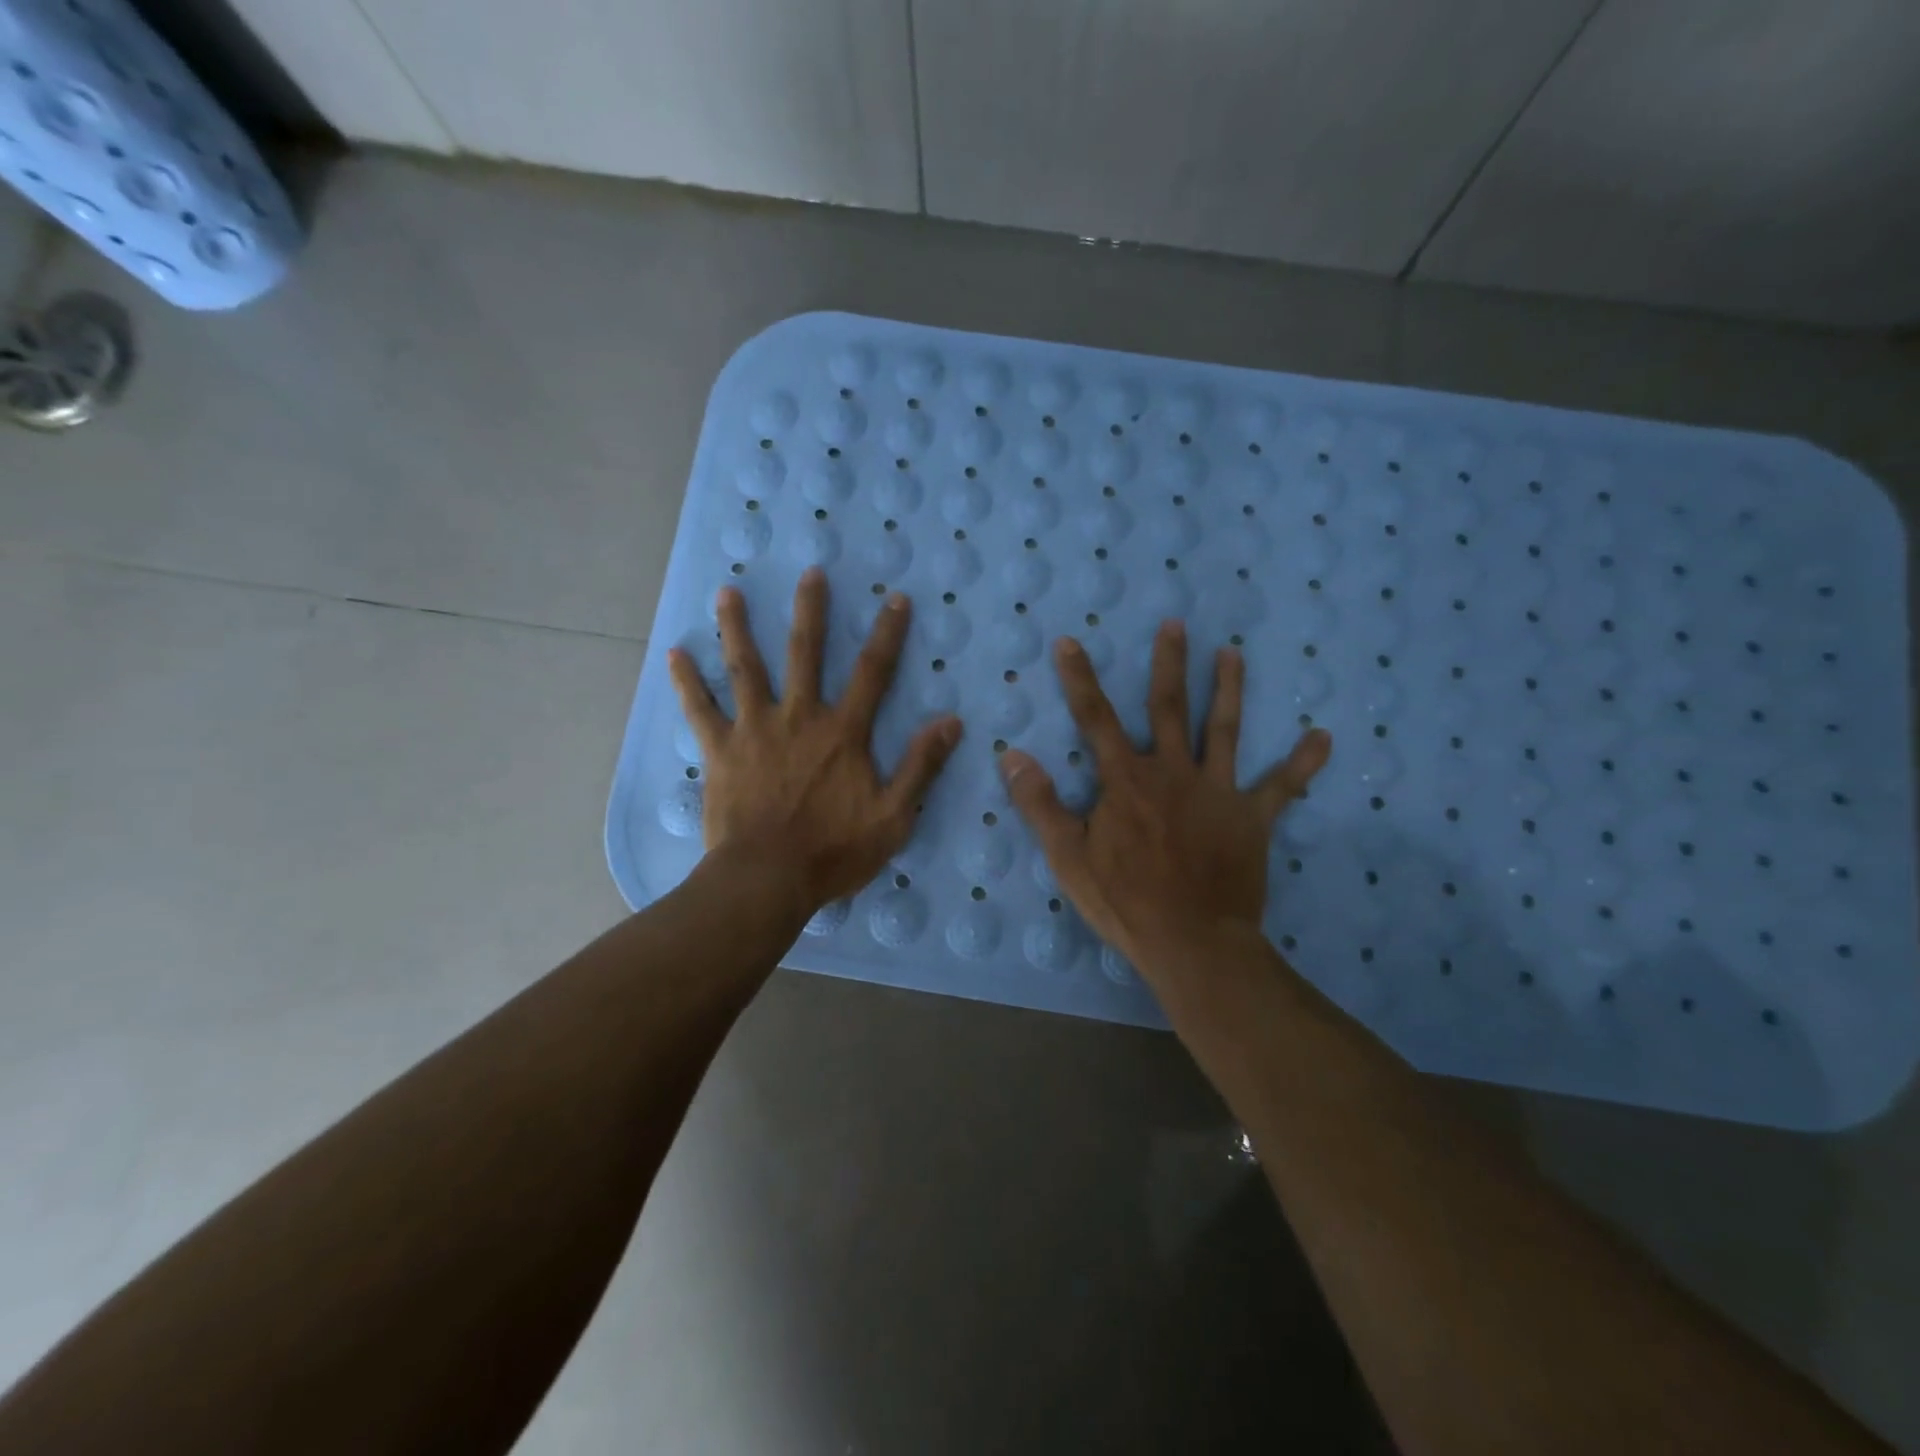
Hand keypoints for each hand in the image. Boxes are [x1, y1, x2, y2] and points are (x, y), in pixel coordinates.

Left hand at [669, 569, 962, 917]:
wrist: (767, 879)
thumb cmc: (834, 851)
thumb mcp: (894, 816)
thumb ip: (920, 766)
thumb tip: (951, 722)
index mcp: (843, 733)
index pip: (872, 673)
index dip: (888, 634)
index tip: (896, 598)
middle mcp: (799, 718)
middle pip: (806, 654)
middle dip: (810, 611)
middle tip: (810, 572)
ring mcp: (755, 730)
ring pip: (745, 669)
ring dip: (737, 628)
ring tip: (727, 591)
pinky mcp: (720, 751)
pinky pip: (699, 710)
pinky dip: (687, 682)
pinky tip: (674, 654)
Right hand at [1001, 620, 1329, 979]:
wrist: (1191, 940)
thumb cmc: (1124, 900)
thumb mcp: (1068, 856)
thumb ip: (1040, 804)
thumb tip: (1012, 755)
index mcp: (1127, 780)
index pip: (1095, 718)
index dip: (1079, 679)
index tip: (1068, 642)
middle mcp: (1172, 772)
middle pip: (1168, 708)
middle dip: (1168, 664)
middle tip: (1175, 624)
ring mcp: (1217, 791)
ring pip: (1224, 730)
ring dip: (1229, 689)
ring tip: (1232, 653)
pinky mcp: (1252, 817)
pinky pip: (1283, 786)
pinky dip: (1303, 762)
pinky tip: (1325, 737)